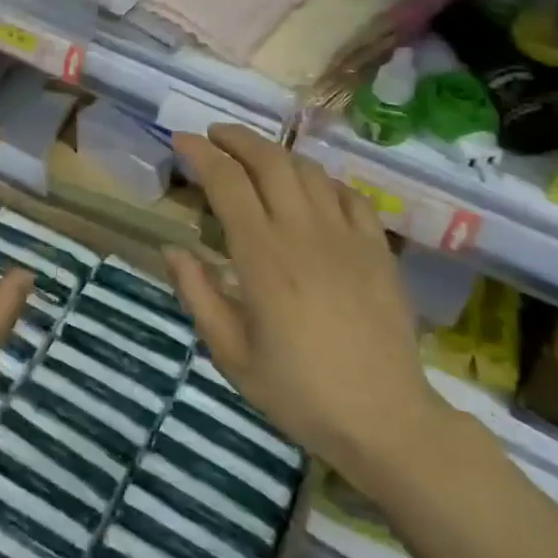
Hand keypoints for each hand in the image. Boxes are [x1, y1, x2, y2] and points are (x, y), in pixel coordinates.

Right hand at [165, 125, 455, 488]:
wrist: (385, 421)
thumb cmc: (299, 392)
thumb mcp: (230, 354)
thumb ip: (197, 294)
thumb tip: (172, 248)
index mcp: (263, 257)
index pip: (227, 183)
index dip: (201, 153)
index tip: (181, 140)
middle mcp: (304, 233)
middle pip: (270, 161)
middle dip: (237, 138)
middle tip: (213, 136)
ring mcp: (347, 237)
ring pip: (309, 170)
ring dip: (276, 154)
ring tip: (254, 158)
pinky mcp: (378, 249)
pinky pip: (349, 194)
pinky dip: (322, 180)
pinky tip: (310, 189)